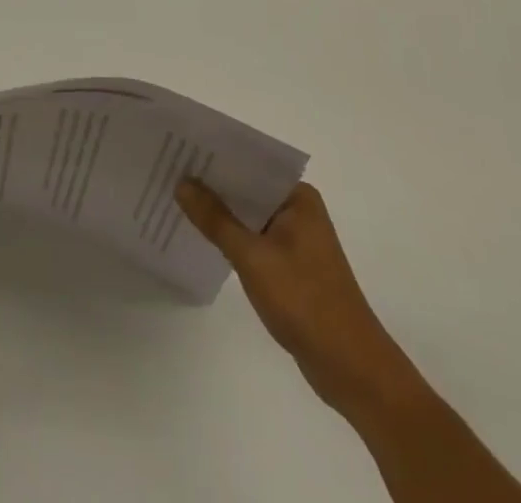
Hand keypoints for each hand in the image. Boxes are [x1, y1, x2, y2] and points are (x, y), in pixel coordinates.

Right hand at [176, 178, 424, 422]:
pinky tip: (200, 235)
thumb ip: (215, 219)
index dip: (213, 157)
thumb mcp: (253, 257)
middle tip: (168, 171)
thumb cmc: (306, 303)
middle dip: (211, 184)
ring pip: (247, 215)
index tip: (178, 149)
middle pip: (246, 188)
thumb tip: (182, 183)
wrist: (352, 370)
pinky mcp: (289, 266)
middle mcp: (298, 210)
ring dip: (218, 212)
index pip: (249, 164)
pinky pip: (252, 238)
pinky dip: (229, 236)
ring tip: (175, 198)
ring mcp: (295, 239)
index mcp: (298, 197)